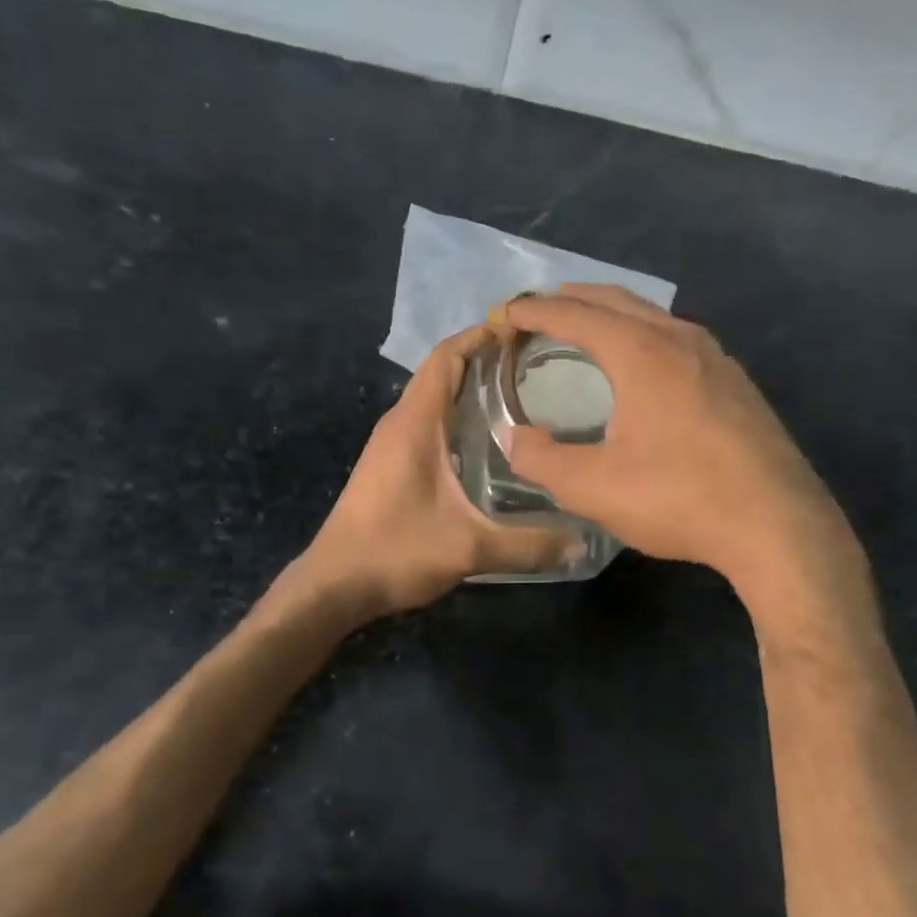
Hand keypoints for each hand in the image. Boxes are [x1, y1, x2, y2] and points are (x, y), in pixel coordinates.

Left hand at [300, 324, 572, 616]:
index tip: (525, 330)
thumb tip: (582, 543)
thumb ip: (528, 544)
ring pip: (436, 398)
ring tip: (525, 396)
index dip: (482, 336)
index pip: (447, 357)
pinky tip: (492, 441)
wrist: (334, 586)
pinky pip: (430, 423)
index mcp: (414, 423)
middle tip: (540, 365)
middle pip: (444, 372)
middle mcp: (400, 422)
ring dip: (473, 389)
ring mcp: (392, 443)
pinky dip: (460, 416)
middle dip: (487, 360)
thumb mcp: (469, 548)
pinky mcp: (391, 464)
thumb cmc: (395, 552)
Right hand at [499, 286, 853, 598]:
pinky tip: (644, 365)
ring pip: (653, 315)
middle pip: (616, 299)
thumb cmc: (680, 497)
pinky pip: (678, 338)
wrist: (777, 524)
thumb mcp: (595, 487)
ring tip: (586, 329)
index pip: (574, 314)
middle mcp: (679, 339)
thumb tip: (511, 437)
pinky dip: (644, 334)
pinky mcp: (736, 382)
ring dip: (612, 313)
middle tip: (538, 311)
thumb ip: (542, 459)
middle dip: (572, 299)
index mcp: (640, 352)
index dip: (533, 312)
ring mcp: (716, 357)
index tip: (504, 316)